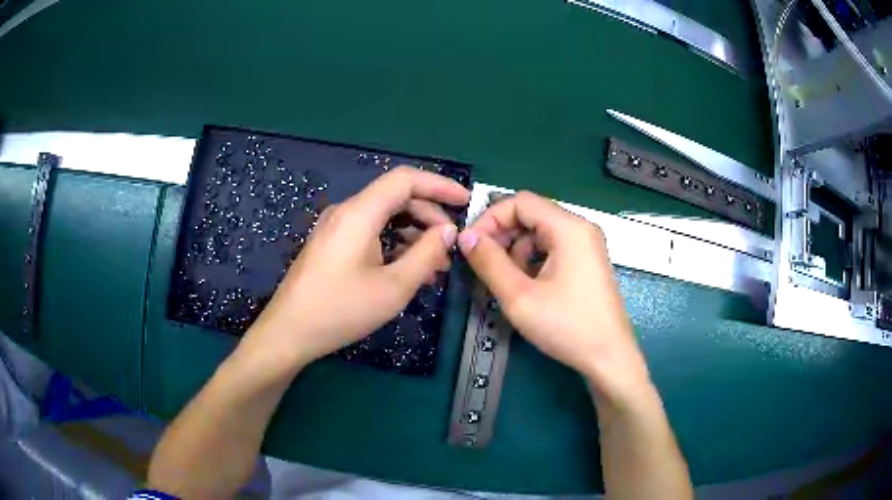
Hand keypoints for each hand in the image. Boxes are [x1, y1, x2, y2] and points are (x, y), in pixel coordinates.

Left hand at [242, 167, 469, 370]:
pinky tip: (409, 270)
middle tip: (452, 245)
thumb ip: (427, 254)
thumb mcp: (393, 287)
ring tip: (436, 265)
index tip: (466, 202)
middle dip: (429, 215)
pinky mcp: (332, 244)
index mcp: (359, 213)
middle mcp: (346, 211)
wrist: (289, 332)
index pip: (405, 179)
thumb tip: (448, 231)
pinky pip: (370, 232)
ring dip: (414, 234)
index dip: (439, 185)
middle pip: (396, 197)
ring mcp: (336, 227)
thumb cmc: (341, 310)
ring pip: (384, 217)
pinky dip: (394, 244)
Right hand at [457, 191, 649, 401]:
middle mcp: (580, 228)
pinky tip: (526, 286)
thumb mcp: (520, 296)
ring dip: (516, 250)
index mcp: (569, 228)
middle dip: (502, 236)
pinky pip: (553, 248)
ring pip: (540, 233)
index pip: (520, 202)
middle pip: (531, 215)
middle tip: (482, 265)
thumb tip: (466, 237)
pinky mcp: (587, 262)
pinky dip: (533, 260)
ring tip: (505, 281)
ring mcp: (587, 245)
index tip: (471, 246)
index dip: (490, 219)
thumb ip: (489, 262)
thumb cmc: (567, 326)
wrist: (608, 358)